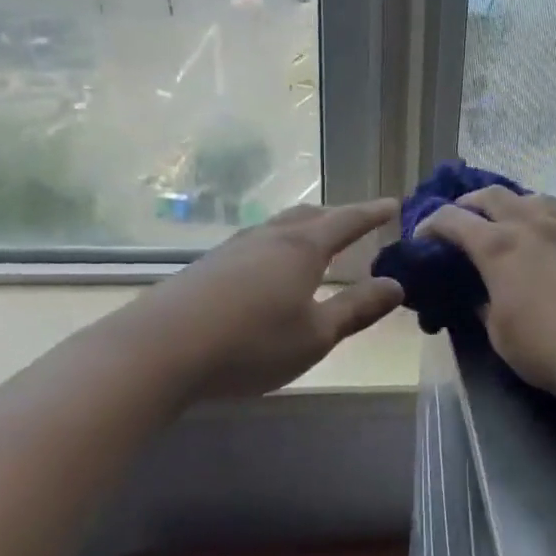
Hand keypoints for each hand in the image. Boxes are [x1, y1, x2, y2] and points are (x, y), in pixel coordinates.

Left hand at [142, 199, 404, 399]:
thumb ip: (356, 309)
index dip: (372, 213)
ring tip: (315, 240)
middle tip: (357, 220)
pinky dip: (276, 246)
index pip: (346, 221)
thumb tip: (396, 285)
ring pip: (278, 227)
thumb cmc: (251, 343)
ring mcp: (233, 249)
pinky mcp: (206, 267)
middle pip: (309, 216)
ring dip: (304, 228)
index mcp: (302, 248)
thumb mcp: (316, 335)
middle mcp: (269, 238)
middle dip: (337, 216)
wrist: (159, 350)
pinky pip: (254, 244)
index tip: (393, 204)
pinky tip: (266, 268)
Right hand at [415, 187, 555, 395]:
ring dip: (505, 202)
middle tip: (457, 220)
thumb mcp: (498, 331)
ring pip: (527, 195)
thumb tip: (477, 293)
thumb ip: (482, 303)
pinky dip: (535, 212)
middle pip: (490, 195)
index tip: (421, 237)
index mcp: (497, 246)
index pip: (453, 219)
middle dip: (467, 204)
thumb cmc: (545, 347)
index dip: (431, 224)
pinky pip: (554, 210)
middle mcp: (528, 224)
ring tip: (499, 219)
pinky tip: (537, 231)